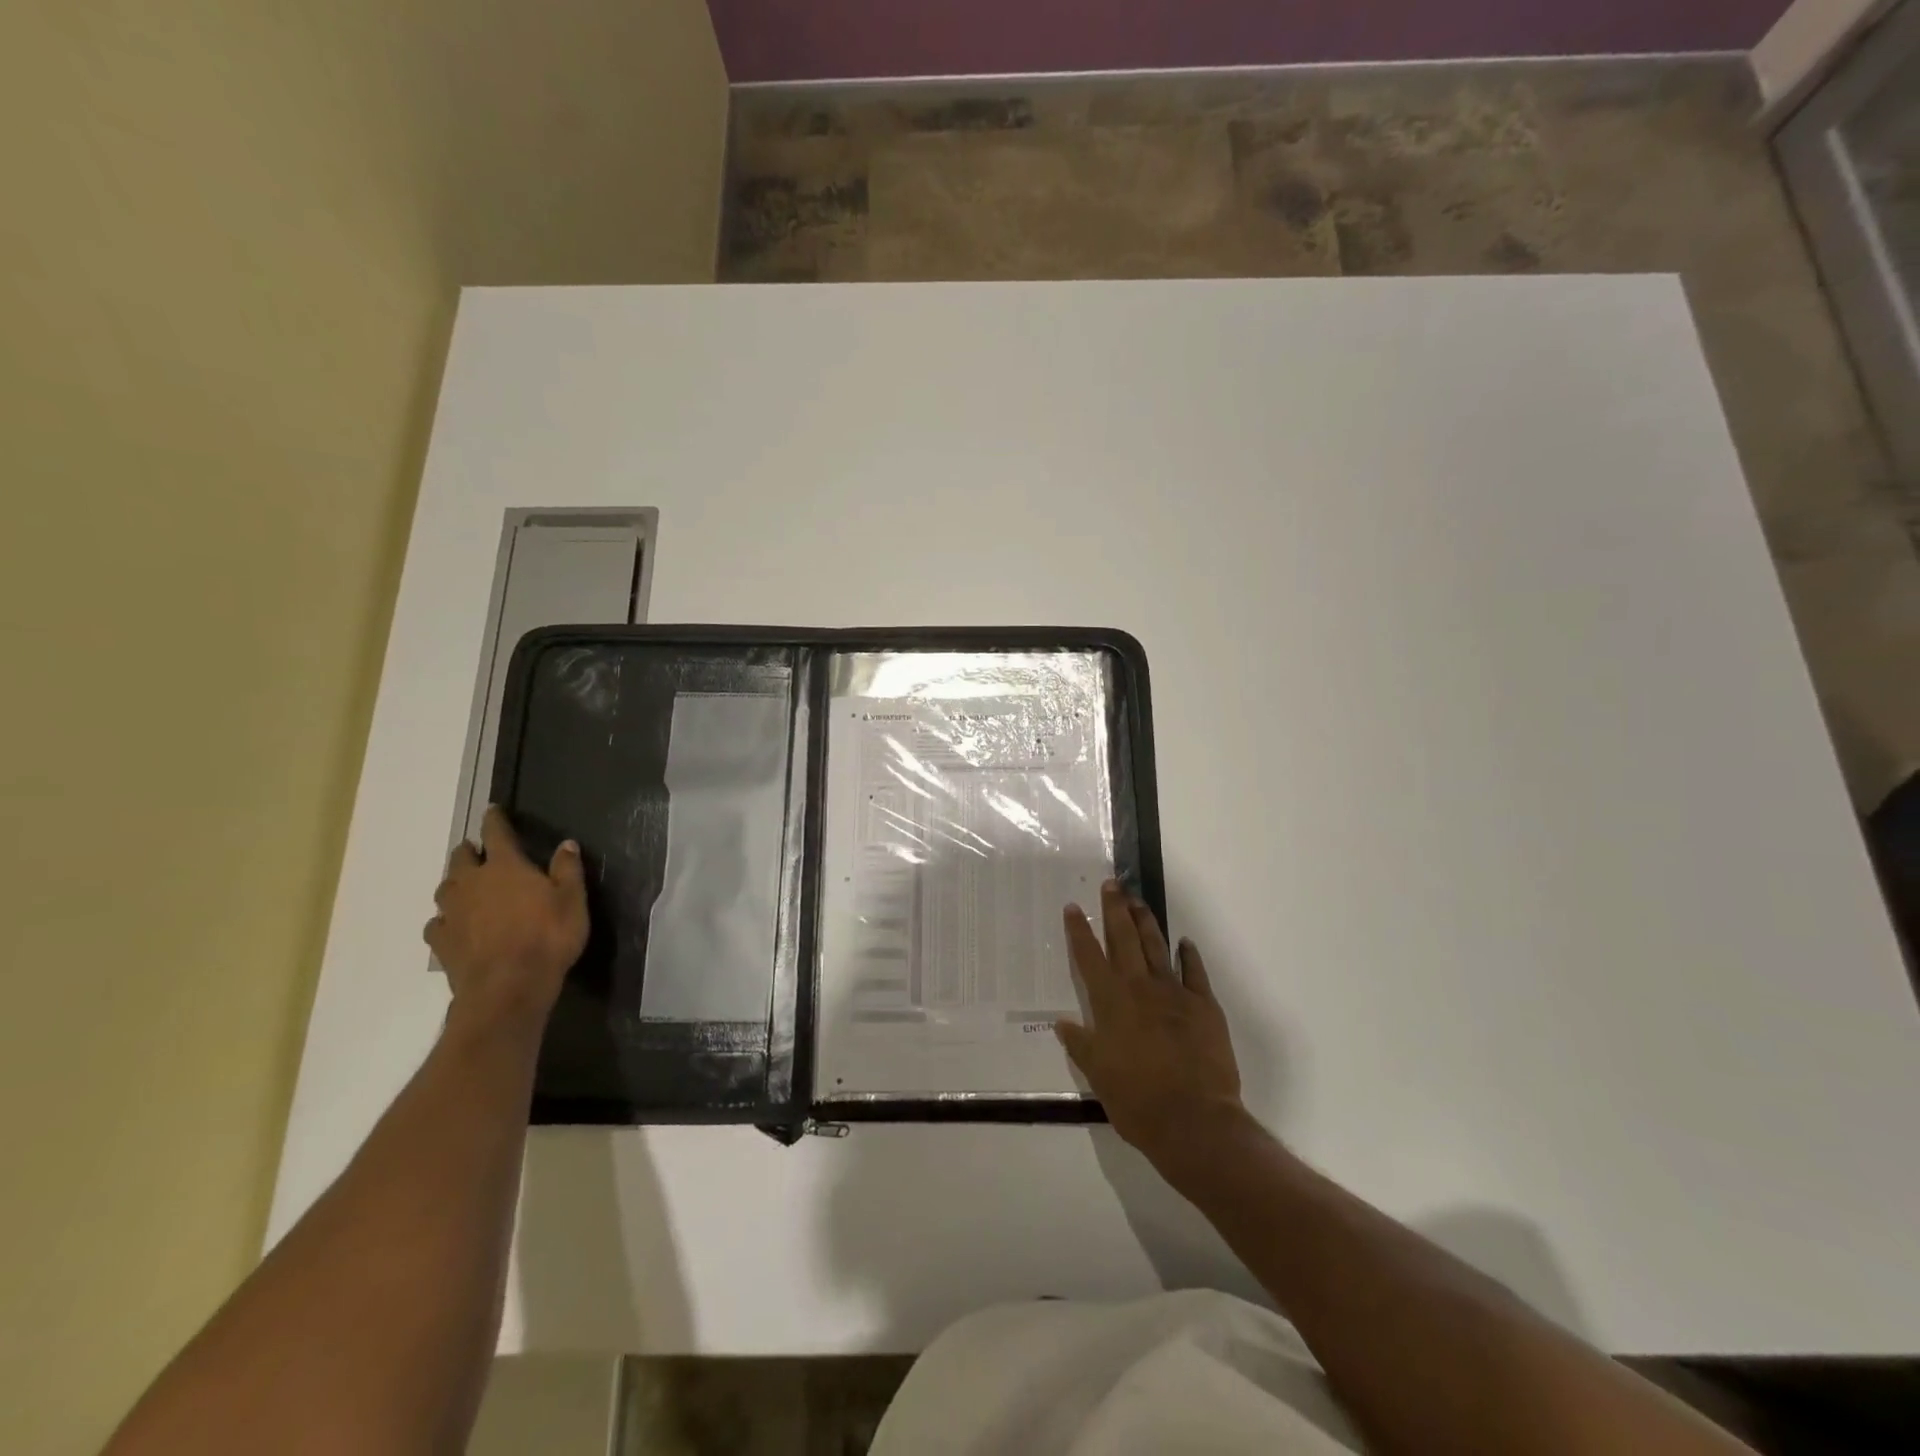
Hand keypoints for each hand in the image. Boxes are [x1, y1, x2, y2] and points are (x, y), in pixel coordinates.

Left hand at [425, 806, 588, 1031]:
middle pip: (461, 858)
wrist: (508, 988)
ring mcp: (452, 913)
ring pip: (446, 888)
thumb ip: (567, 870)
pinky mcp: (441, 942)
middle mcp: (472, 883)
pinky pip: (437, 923)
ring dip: (455, 882)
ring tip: (465, 886)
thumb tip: (566, 843)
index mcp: (506, 867)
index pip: (497, 834)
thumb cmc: (547, 937)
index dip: (494, 820)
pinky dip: (445, 919)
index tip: (491, 809)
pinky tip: (452, 925)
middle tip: (478, 851)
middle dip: (469, 851)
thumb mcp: (572, 900)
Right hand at [1056, 881, 1245, 1170]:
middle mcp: (1140, 988)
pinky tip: (1184, 943)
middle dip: (1115, 909)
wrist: (1194, 1120)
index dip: (1079, 930)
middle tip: (1112, 885)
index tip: (1073, 907)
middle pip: (1123, 939)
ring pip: (1156, 947)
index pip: (1089, 957)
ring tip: (1138, 901)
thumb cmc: (1137, 1101)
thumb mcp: (1098, 1075)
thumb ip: (1081, 1044)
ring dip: (1146, 922)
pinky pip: (1194, 972)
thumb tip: (1062, 1023)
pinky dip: (1188, 955)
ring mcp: (1175, 993)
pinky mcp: (1204, 1005)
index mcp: (1111, 1002)